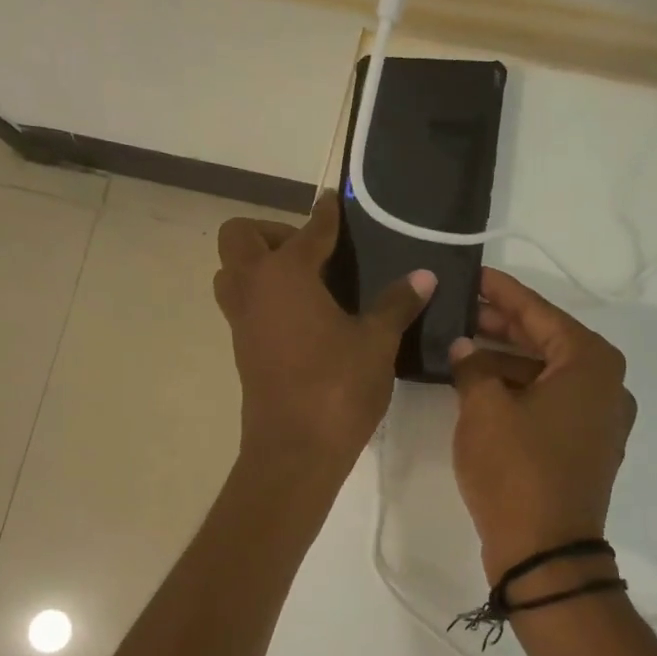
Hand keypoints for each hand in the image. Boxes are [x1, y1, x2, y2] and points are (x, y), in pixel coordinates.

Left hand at [213, 193, 434, 472]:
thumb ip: (397, 303)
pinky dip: (263, 296)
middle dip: (272, 233)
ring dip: (259, 266)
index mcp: (285, 274)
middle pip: (240, 238)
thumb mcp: (377, 342)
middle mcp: (254, 288)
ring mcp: (242, 321)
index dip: (326, 216)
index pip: (309, 231)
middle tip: (313, 253)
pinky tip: (304, 316)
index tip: (335, 205)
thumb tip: (424, 275)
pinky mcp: (242, 349)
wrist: (295, 451)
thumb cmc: (337, 387)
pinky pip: (243, 304)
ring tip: (307, 283)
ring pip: (232, 273)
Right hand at [449, 268, 634, 583]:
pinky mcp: (585, 446)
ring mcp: (599, 419)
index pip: (540, 312)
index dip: (502, 293)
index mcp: (590, 363)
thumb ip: (471, 366)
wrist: (546, 553)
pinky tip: (480, 384)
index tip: (474, 275)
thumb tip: (464, 348)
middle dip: (502, 325)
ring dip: (506, 359)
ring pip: (547, 372)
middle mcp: (605, 384)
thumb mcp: (484, 408)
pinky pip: (550, 401)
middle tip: (460, 309)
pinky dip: (519, 389)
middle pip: (547, 340)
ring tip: (460, 346)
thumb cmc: (516, 469)